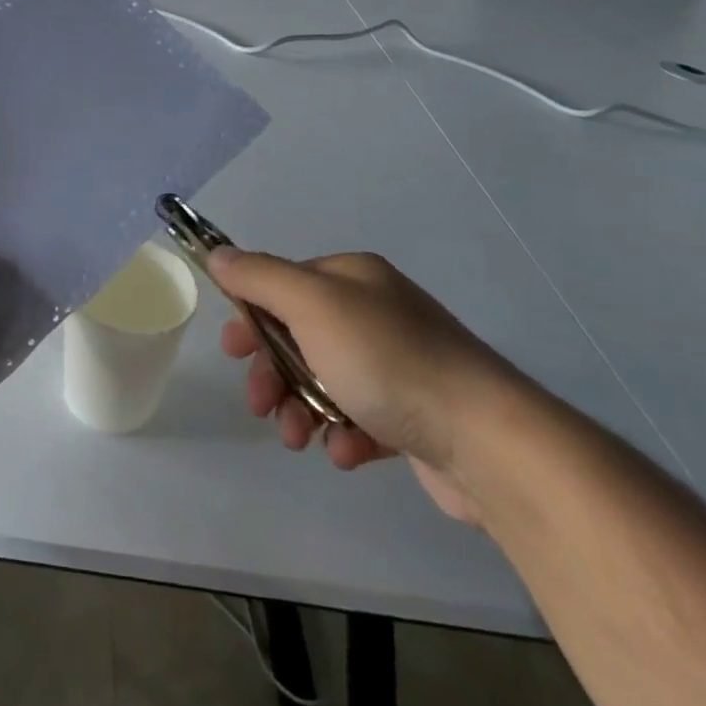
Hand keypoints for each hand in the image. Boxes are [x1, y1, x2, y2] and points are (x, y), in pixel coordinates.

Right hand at [209, 249, 518, 524]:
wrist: (488, 441)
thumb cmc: (386, 360)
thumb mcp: (311, 305)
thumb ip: (259, 276)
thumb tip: (218, 253)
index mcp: (353, 278)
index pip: (284, 284)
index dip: (252, 314)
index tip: (234, 351)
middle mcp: (376, 312)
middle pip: (300, 335)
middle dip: (273, 371)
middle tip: (260, 405)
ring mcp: (399, 364)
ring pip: (325, 380)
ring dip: (300, 408)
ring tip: (298, 438)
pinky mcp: (416, 414)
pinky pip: (361, 417)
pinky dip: (344, 433)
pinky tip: (347, 451)